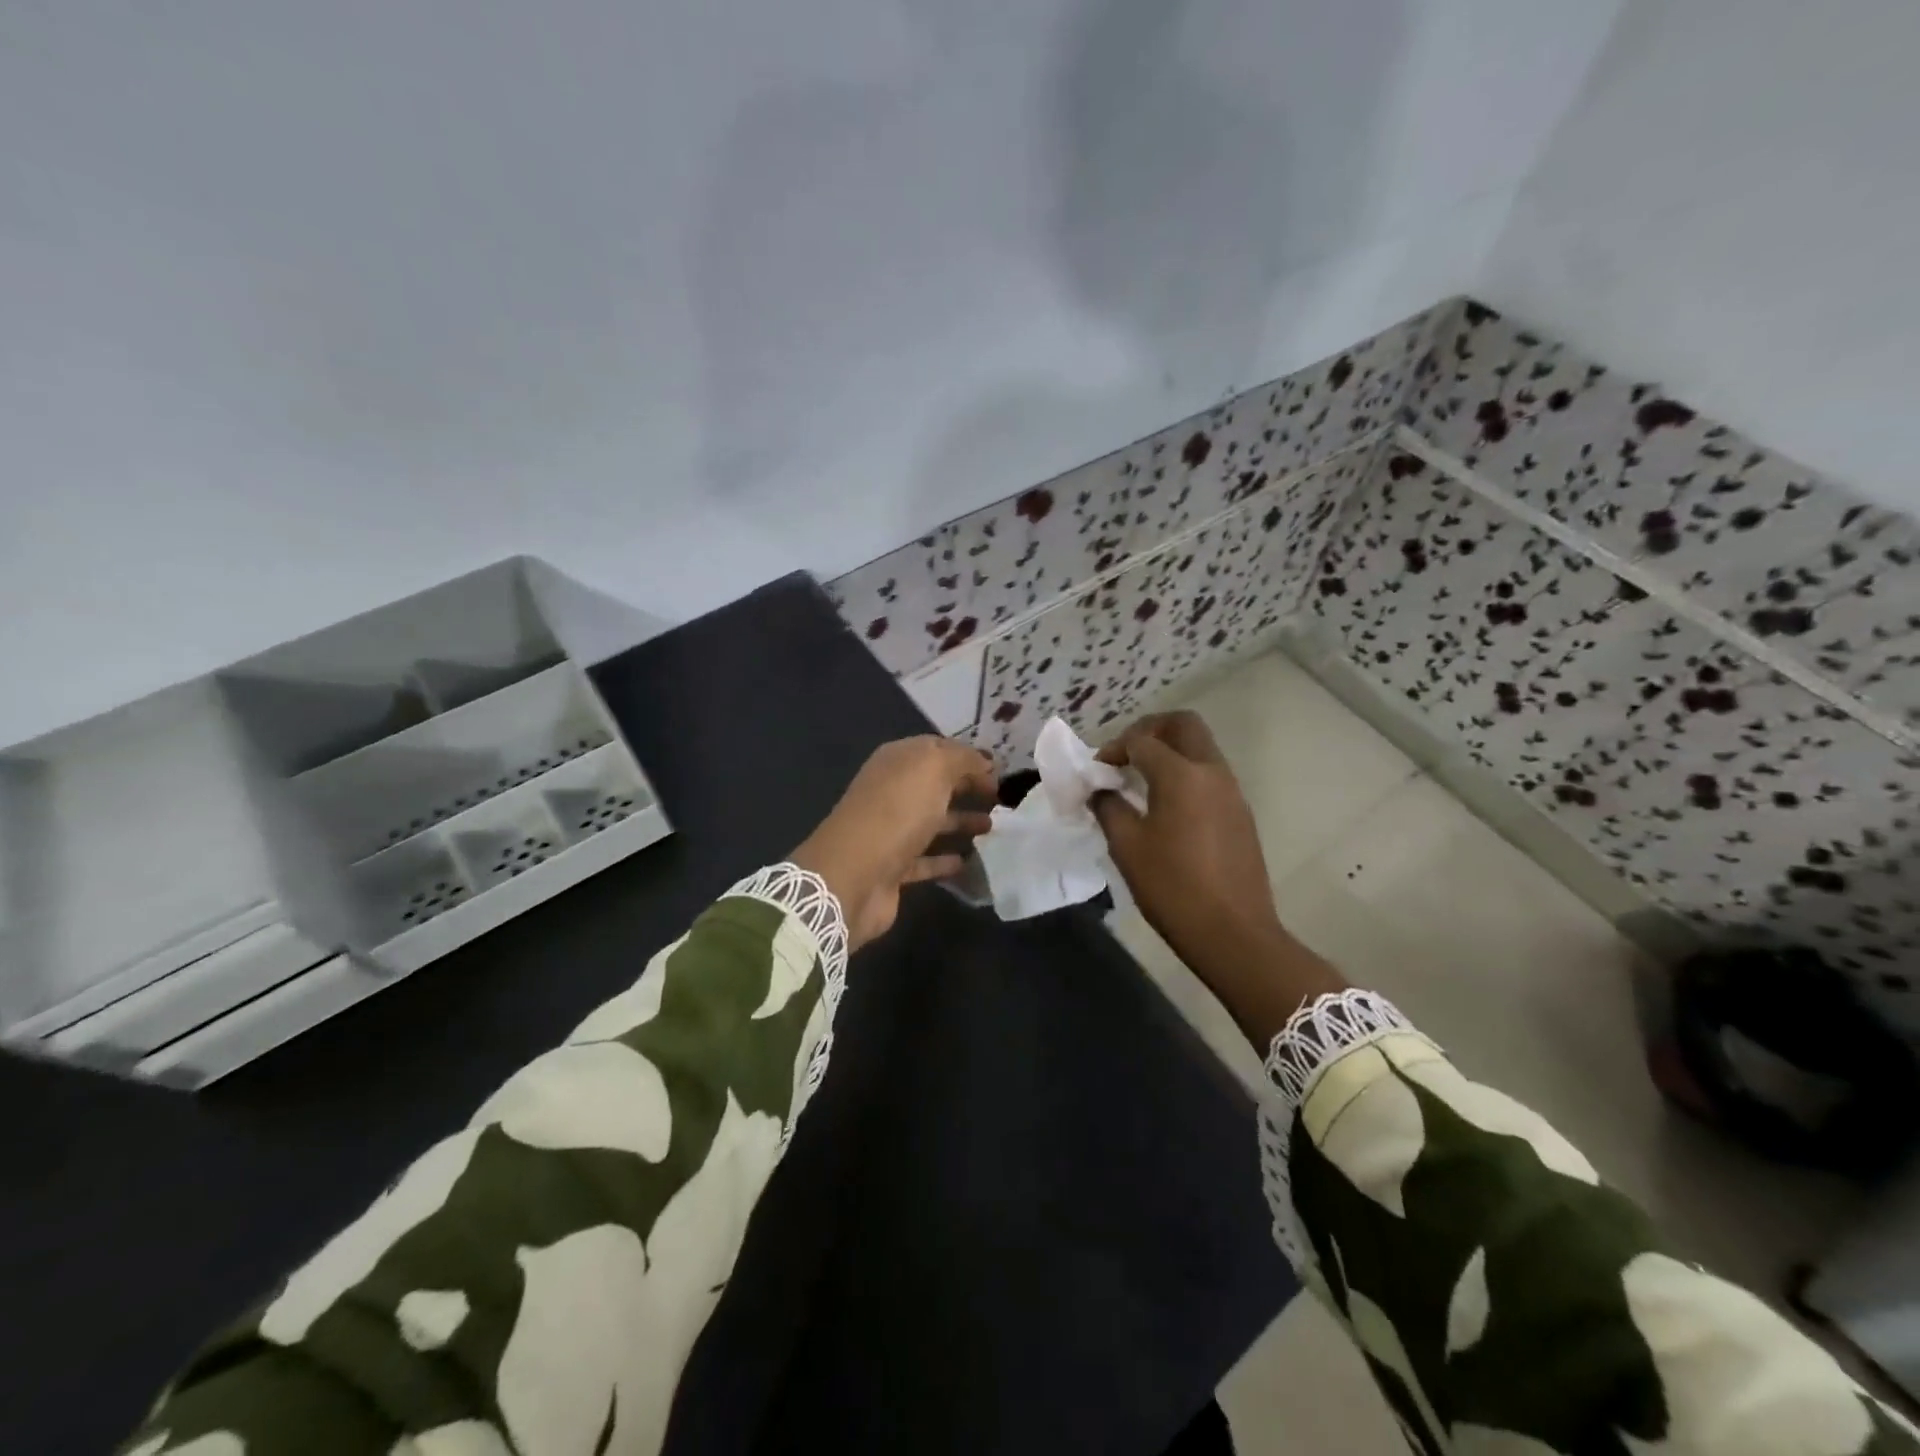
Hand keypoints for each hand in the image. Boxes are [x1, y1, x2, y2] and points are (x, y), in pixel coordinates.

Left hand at [792, 737, 996, 951]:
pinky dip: (945, 860)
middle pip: (934, 786)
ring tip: (993, 828)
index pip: (936, 749)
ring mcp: (890, 831)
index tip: (999, 771)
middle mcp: (891, 792)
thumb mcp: (933, 769)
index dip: (967, 757)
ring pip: (931, 822)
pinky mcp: (892, 868)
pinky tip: (969, 861)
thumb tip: (984, 761)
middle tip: (1001, 800)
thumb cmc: (896, 811)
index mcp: (896, 761)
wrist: (854, 874)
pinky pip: (925, 859)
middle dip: (966, 789)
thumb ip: (962, 759)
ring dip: (960, 822)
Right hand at [1093, 712, 1343, 1044]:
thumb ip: (1109, 807)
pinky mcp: (1240, 814)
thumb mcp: (1127, 847)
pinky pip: (1210, 775)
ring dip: (1170, 752)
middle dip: (1151, 730)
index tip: (1097, 771)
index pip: (1142, 740)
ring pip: (1201, 748)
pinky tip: (1166, 807)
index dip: (1114, 748)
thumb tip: (1100, 790)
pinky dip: (1186, 775)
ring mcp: (1232, 792)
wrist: (1233, 933)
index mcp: (1181, 775)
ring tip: (1141, 782)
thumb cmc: (1172, 887)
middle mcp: (1212, 772)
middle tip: (1126, 755)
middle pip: (1184, 725)